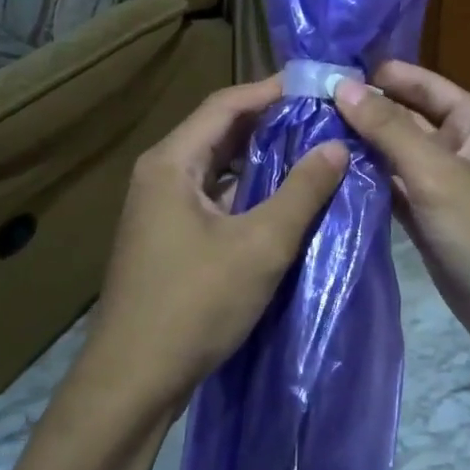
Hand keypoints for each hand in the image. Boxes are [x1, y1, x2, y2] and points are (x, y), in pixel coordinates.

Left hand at [86, 76, 347, 407]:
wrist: (131, 382)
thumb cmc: (194, 304)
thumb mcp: (260, 245)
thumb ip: (302, 191)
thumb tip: (337, 146)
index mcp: (171, 162)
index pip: (225, 104)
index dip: (271, 91)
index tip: (316, 87)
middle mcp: (160, 174)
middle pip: (219, 130)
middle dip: (270, 121)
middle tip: (321, 117)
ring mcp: (159, 206)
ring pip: (216, 164)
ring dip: (260, 155)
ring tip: (310, 149)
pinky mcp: (167, 235)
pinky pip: (212, 193)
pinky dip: (246, 187)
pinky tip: (281, 197)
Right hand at [334, 61, 469, 376]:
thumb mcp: (437, 173)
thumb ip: (388, 128)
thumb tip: (343, 85)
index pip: (422, 84)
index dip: (380, 74)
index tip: (328, 69)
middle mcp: (458, 147)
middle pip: (404, 118)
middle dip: (362, 111)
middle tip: (303, 104)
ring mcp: (442, 185)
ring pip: (394, 155)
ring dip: (358, 147)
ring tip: (305, 134)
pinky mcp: (428, 219)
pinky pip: (392, 190)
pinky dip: (365, 183)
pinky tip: (327, 175)